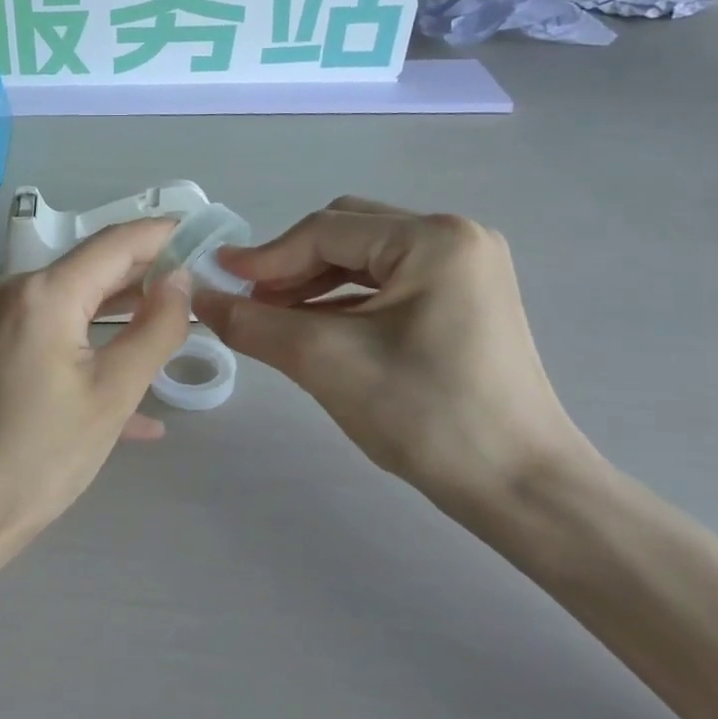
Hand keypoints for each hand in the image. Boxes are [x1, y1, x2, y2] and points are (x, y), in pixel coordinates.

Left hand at [0, 218, 192, 545]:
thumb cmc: (42, 453)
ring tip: (178, 323)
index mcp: (44, 292)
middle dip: (148, 273)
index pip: (117, 242)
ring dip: (124, 309)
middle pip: (94, 267)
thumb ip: (156, 328)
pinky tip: (134, 384)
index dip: (165, 235)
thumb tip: (181, 279)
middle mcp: (16, 290)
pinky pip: (56, 329)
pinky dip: (94, 344)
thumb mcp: (114, 392)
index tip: (208, 237)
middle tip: (203, 285)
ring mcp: (1, 318)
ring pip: (77, 299)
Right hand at [194, 197, 591, 522]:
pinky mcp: (464, 299)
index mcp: (434, 238)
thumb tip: (197, 298)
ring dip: (313, 284)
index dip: (264, 257)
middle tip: (249, 305)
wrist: (520, 488)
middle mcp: (455, 238)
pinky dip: (343, 301)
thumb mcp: (325, 362)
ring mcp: (465, 268)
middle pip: (345, 234)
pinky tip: (314, 330)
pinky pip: (386, 284)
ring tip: (274, 320)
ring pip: (363, 259)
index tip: (217, 282)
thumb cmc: (425, 415)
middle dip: (290, 267)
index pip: (325, 230)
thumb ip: (253, 323)